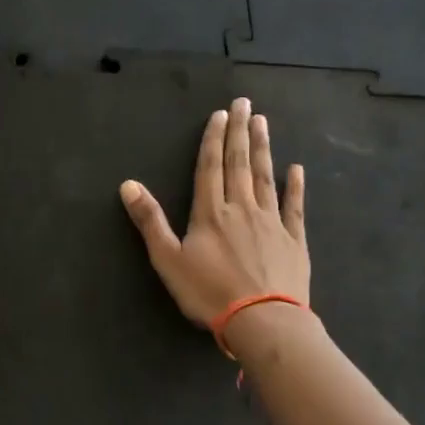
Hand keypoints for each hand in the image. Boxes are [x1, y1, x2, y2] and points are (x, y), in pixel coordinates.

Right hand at [120, 98, 309, 327]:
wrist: (262, 321)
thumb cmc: (209, 293)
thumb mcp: (168, 259)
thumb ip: (150, 221)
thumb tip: (128, 184)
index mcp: (210, 213)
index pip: (210, 167)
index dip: (213, 139)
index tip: (220, 114)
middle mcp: (242, 208)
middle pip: (240, 163)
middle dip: (239, 132)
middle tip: (244, 103)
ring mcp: (271, 222)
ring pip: (266, 177)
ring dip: (263, 149)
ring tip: (263, 123)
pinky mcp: (293, 240)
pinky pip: (293, 207)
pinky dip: (295, 186)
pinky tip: (297, 169)